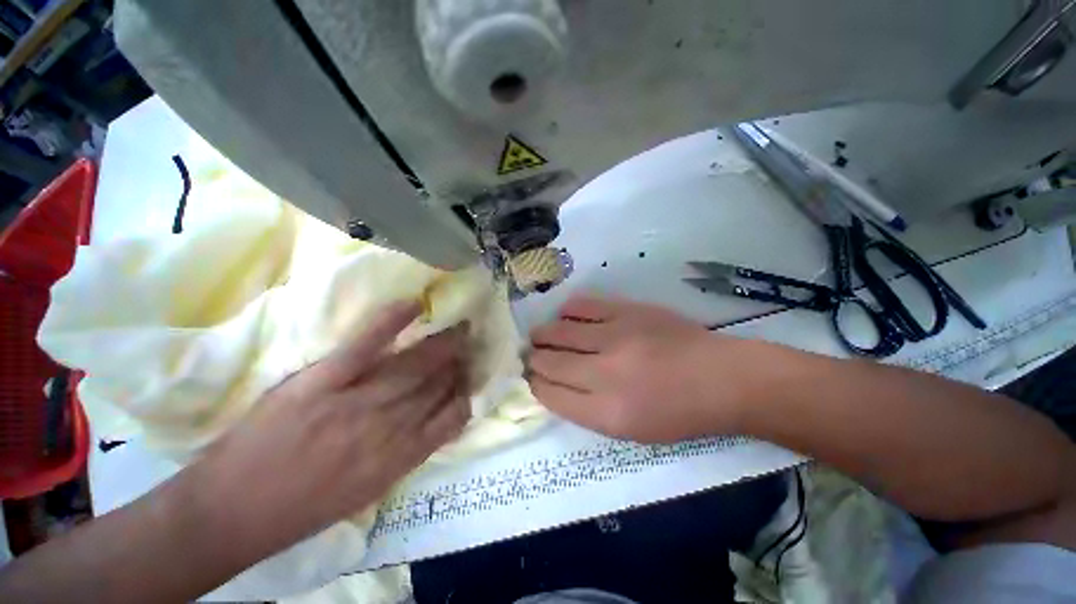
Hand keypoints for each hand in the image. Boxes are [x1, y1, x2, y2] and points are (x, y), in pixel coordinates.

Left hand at [190, 301, 469, 557]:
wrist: (242, 504)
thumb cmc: (293, 512)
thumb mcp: (350, 500)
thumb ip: (378, 467)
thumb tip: (398, 439)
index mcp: (388, 469)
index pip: (439, 430)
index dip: (459, 405)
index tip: (472, 385)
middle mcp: (380, 435)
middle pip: (427, 396)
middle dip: (455, 371)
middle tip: (473, 347)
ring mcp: (349, 405)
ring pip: (405, 372)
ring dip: (436, 349)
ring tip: (459, 330)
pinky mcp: (318, 383)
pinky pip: (360, 348)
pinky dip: (387, 324)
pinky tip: (411, 306)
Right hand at [527, 295, 748, 442]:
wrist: (719, 380)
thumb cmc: (679, 416)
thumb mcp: (630, 432)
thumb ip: (588, 412)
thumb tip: (557, 387)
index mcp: (604, 413)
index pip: (549, 394)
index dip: (535, 385)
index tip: (533, 379)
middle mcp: (603, 374)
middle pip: (548, 362)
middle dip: (535, 361)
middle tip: (533, 358)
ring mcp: (615, 337)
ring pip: (558, 331)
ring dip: (544, 336)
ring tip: (543, 338)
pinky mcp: (629, 311)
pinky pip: (583, 306)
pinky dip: (567, 312)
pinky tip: (567, 318)